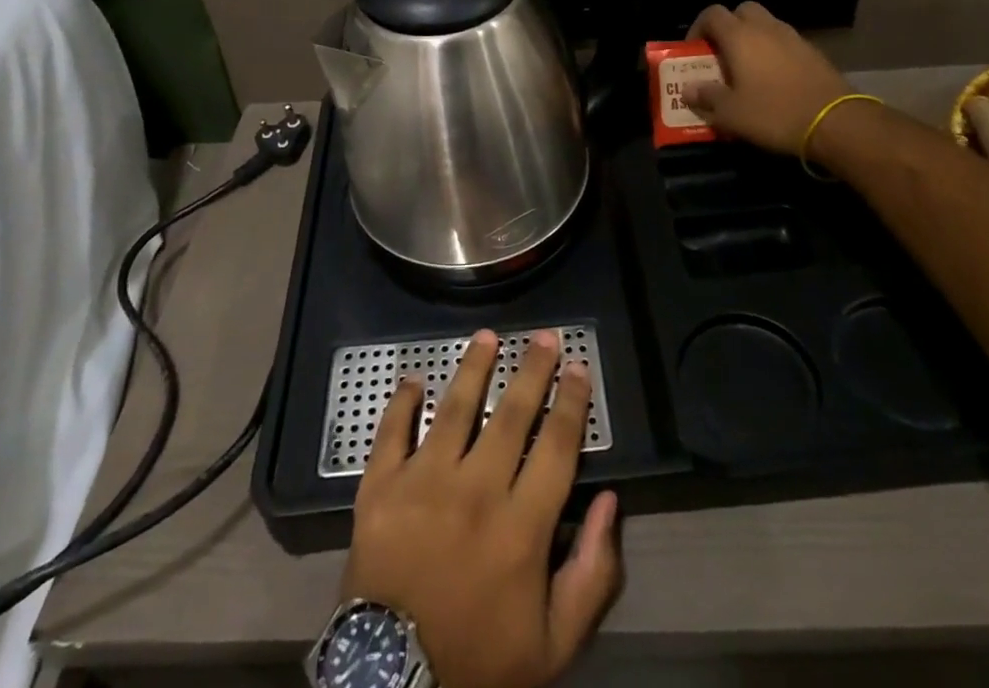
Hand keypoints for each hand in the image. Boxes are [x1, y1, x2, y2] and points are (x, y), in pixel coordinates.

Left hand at [342, 330, 622, 687]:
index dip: (571, 402)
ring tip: (487, 336)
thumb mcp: (553, 643)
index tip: (578, 368)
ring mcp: (423, 483)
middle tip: (544, 336)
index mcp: (522, 526)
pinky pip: (392, 432)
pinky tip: (412, 379)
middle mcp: (476, 490)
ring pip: (455, 408)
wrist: (394, 687)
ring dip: (473, 367)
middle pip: (511, 414)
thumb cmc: (479, 662)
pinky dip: (401, 402)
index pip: (557, 445)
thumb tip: (608, 501)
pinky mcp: (380, 488)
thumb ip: (591, 572)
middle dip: (532, 370)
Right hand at [681, 2, 852, 155]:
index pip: (712, 14)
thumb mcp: (731, 114)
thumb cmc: (775, 113)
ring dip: (752, 39)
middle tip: (721, 54)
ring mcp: (793, 38)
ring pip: (766, 25)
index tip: (693, 50)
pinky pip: (785, 42)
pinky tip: (774, 79)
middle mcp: (766, 28)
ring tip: (747, 69)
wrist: (837, 122)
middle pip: (742, 11)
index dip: (698, 28)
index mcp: (740, 36)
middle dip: (728, 27)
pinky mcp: (813, 52)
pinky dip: (774, 52)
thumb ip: (706, 98)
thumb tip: (688, 89)